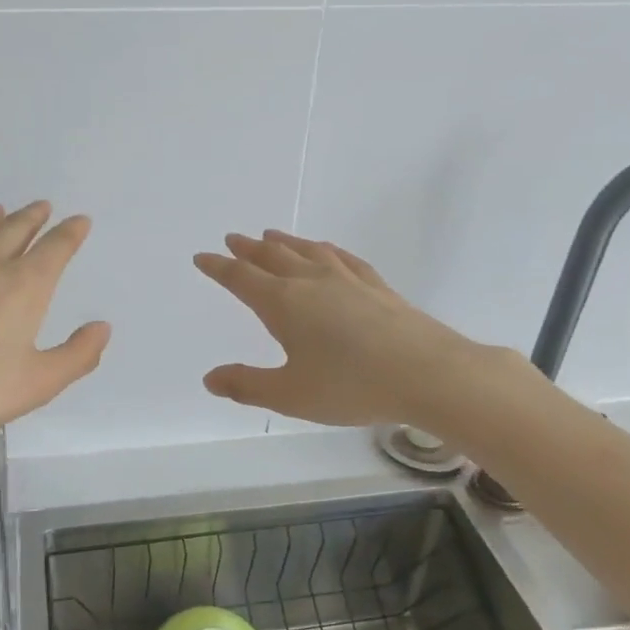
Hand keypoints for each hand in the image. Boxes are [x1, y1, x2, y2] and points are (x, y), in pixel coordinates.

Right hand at [194, 230, 496, 428]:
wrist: (427, 373)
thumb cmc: (351, 386)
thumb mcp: (290, 395)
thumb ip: (247, 385)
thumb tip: (210, 378)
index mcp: (283, 304)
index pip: (241, 278)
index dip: (219, 268)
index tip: (203, 257)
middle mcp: (311, 282)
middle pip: (272, 257)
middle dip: (248, 249)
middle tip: (232, 239)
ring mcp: (346, 280)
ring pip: (307, 251)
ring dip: (284, 242)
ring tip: (270, 235)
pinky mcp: (376, 285)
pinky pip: (342, 257)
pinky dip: (324, 249)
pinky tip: (325, 250)